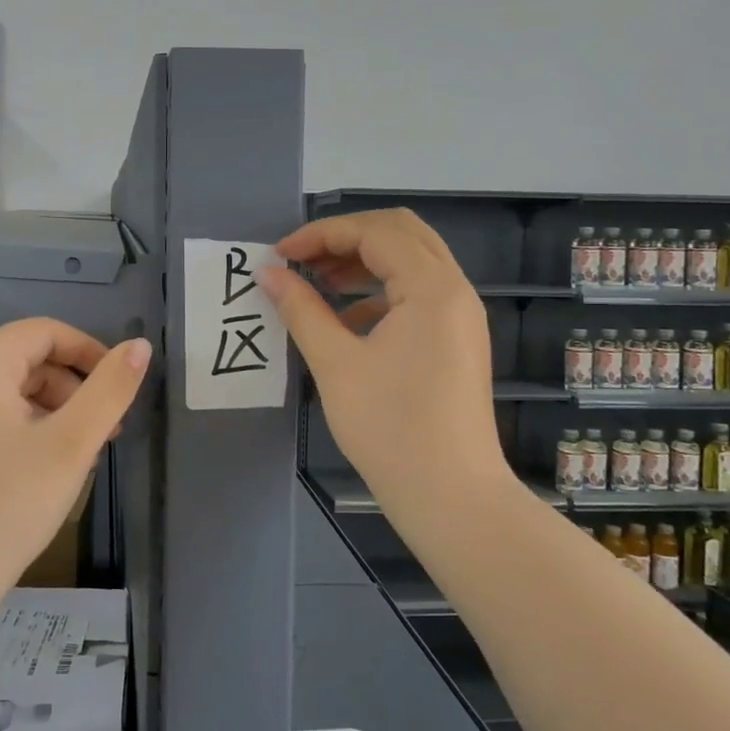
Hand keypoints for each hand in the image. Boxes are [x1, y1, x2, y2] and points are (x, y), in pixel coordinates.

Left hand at [0, 319, 151, 617]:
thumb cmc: (6, 508)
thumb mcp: (70, 446)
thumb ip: (109, 390)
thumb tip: (139, 346)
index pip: (43, 332)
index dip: (88, 350)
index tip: (119, 388)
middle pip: (25, 360)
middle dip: (73, 387)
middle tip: (105, 433)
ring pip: (9, 393)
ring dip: (52, 411)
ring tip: (78, 457)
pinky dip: (24, 430)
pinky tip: (41, 472)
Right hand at [261, 209, 509, 537]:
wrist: (452, 497)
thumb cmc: (390, 428)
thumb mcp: (335, 363)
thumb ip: (300, 309)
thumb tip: (269, 273)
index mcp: (432, 287)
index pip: (373, 233)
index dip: (321, 235)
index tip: (279, 255)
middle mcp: (454, 290)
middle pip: (400, 232)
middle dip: (346, 238)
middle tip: (302, 259)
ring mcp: (460, 316)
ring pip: (411, 261)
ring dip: (363, 261)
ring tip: (316, 282)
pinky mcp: (457, 340)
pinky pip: (418, 293)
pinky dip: (380, 290)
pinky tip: (346, 319)